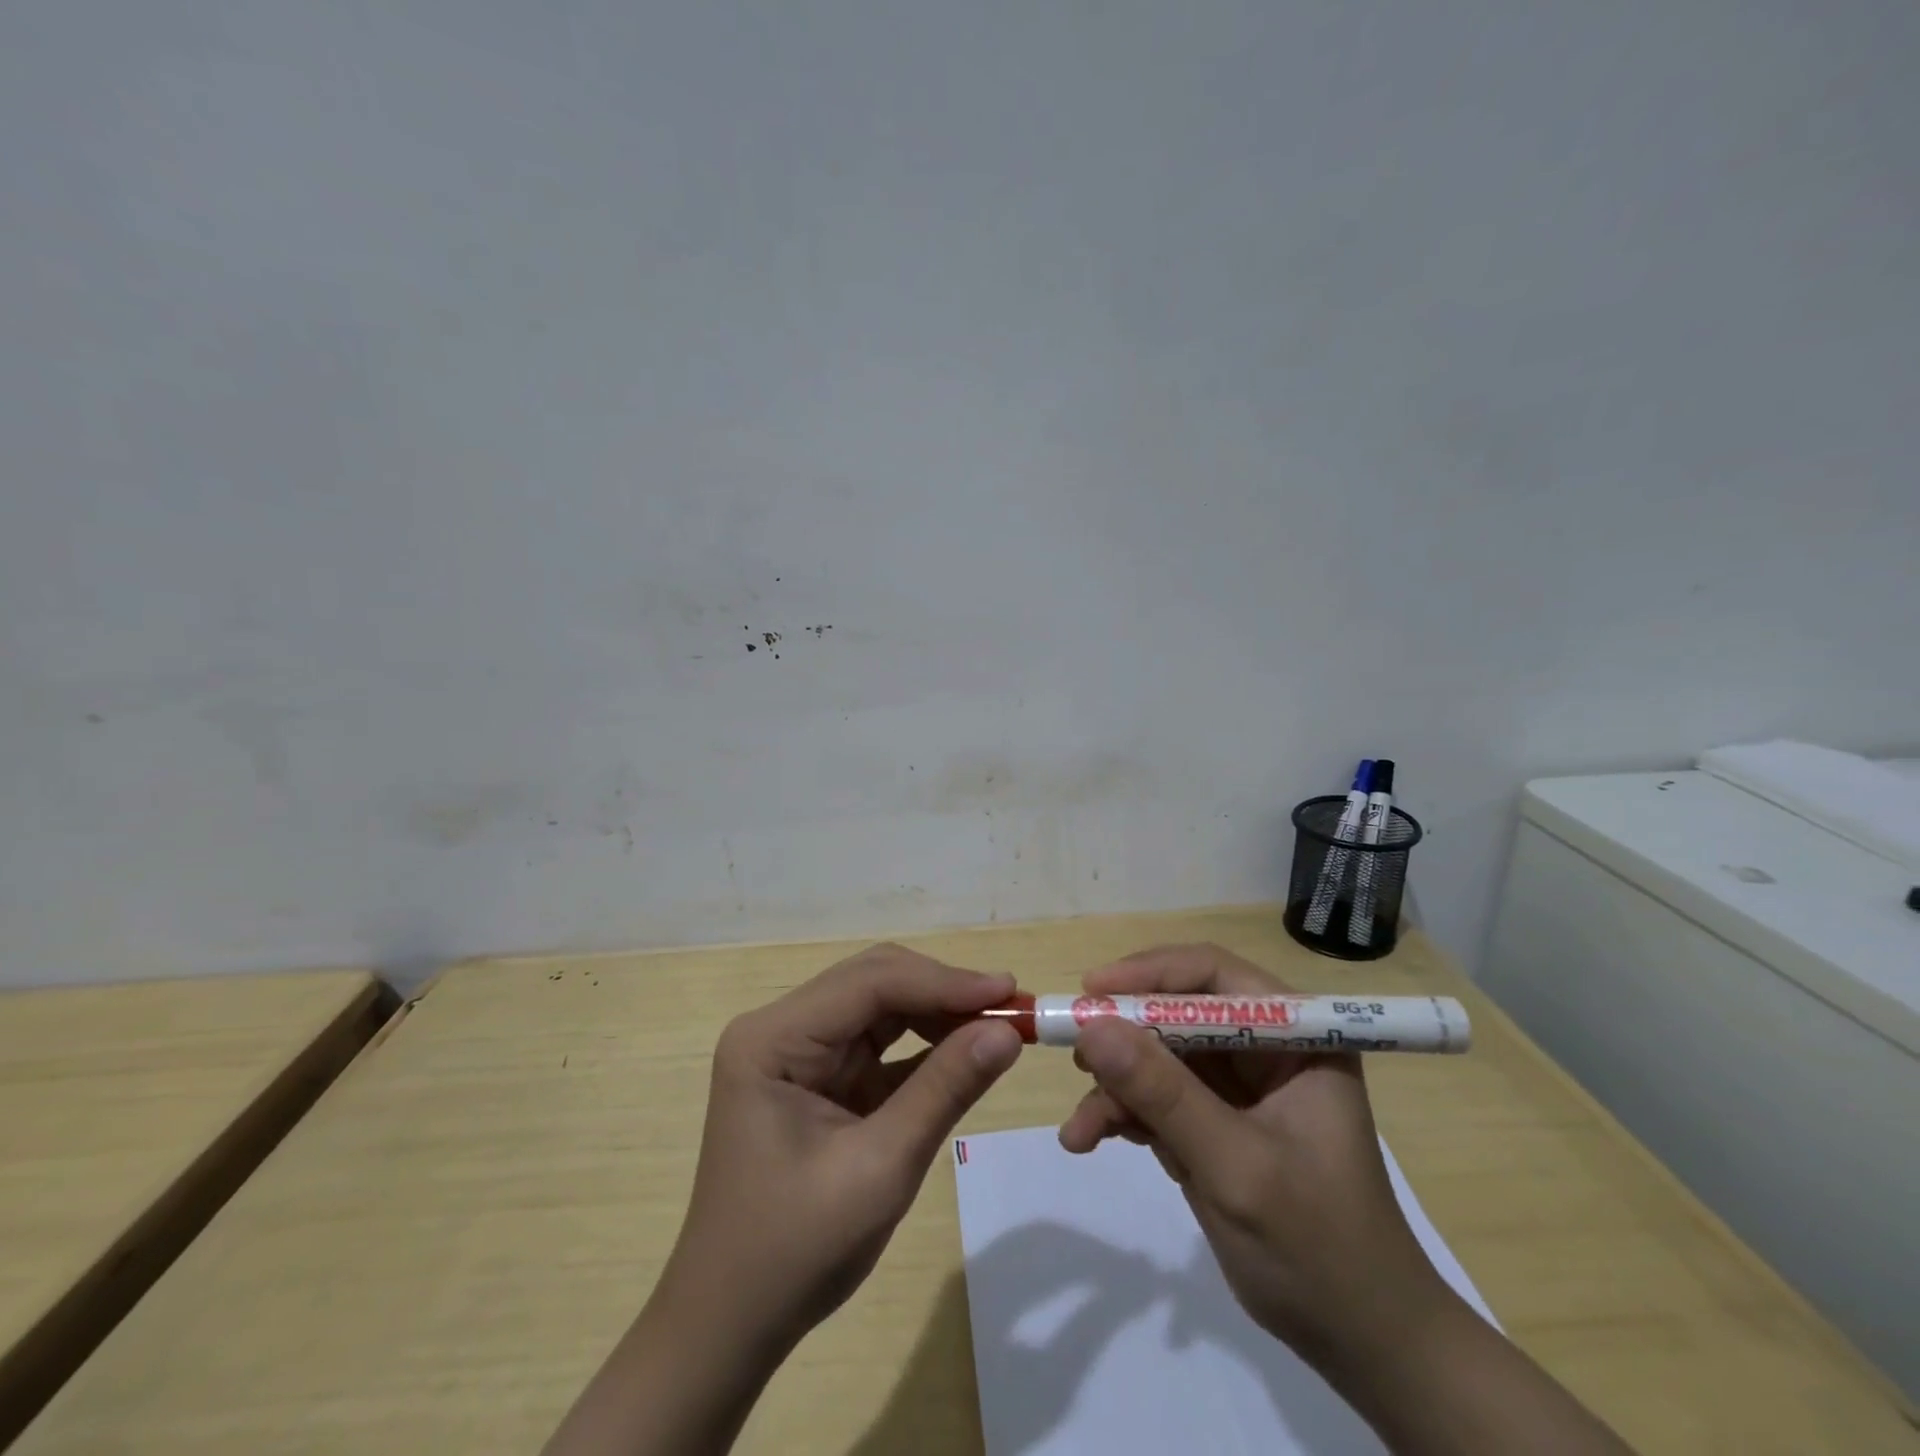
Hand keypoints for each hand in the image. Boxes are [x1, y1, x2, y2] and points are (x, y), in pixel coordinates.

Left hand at [546, 945, 1023, 1455]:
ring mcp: (799, 1051)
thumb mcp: (880, 1168)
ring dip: (938, 1014)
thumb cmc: (794, 1252)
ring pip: (881, 1007)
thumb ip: (944, 1089)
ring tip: (997, 1026)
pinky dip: (924, 1046)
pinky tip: (966, 1050)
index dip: (943, 981)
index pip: (869, 983)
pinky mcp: (819, 1077)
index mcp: (773, 1038)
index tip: (1008, 990)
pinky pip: (879, 1044)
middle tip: (1011, 1007)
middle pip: (874, 983)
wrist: (732, 1326)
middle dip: (943, 992)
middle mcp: (781, 1028)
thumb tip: (1008, 1031)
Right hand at [1057, 944, 1451, 1365]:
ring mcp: (1238, 1085)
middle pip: (1177, 1012)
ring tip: (1081, 1128)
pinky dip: (1122, 1113)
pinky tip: (1091, 1139)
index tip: (1092, 992)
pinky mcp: (1213, 1119)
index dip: (1151, 973)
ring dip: (1115, 1087)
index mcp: (1297, 1036)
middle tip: (1075, 1058)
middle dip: (1124, 1038)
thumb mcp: (1236, 1166)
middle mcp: (1265, 1047)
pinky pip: (1156, 1095)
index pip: (1215, 974)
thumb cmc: (1318, 1248)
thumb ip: (1164, 1095)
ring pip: (1157, 1055)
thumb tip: (1092, 1027)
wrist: (1360, 1344)